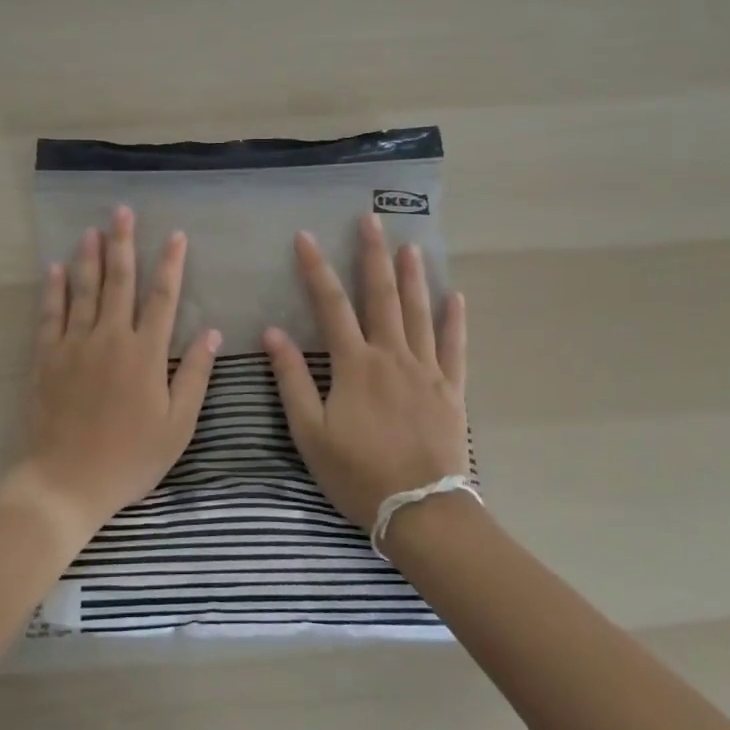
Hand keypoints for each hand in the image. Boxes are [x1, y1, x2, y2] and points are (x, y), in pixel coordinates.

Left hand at [14, 205, 221, 540]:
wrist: (66, 481)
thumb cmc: (130, 457)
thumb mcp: (177, 425)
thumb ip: (195, 375)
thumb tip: (214, 332)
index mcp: (145, 353)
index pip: (163, 297)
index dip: (170, 264)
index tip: (176, 235)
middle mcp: (110, 338)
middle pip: (119, 282)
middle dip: (123, 244)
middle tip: (122, 212)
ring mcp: (74, 345)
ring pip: (83, 290)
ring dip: (88, 257)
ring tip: (92, 229)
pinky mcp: (47, 358)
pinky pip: (50, 315)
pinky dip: (53, 290)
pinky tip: (55, 269)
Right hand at [262, 214, 467, 530]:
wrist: (421, 510)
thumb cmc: (357, 473)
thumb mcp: (310, 432)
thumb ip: (292, 379)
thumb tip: (273, 333)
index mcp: (354, 364)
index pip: (330, 304)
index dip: (315, 268)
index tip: (304, 236)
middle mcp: (391, 355)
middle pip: (381, 295)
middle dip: (373, 254)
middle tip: (371, 219)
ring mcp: (426, 370)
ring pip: (419, 312)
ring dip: (413, 276)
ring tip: (410, 246)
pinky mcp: (451, 390)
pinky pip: (454, 347)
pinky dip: (455, 321)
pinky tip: (456, 298)